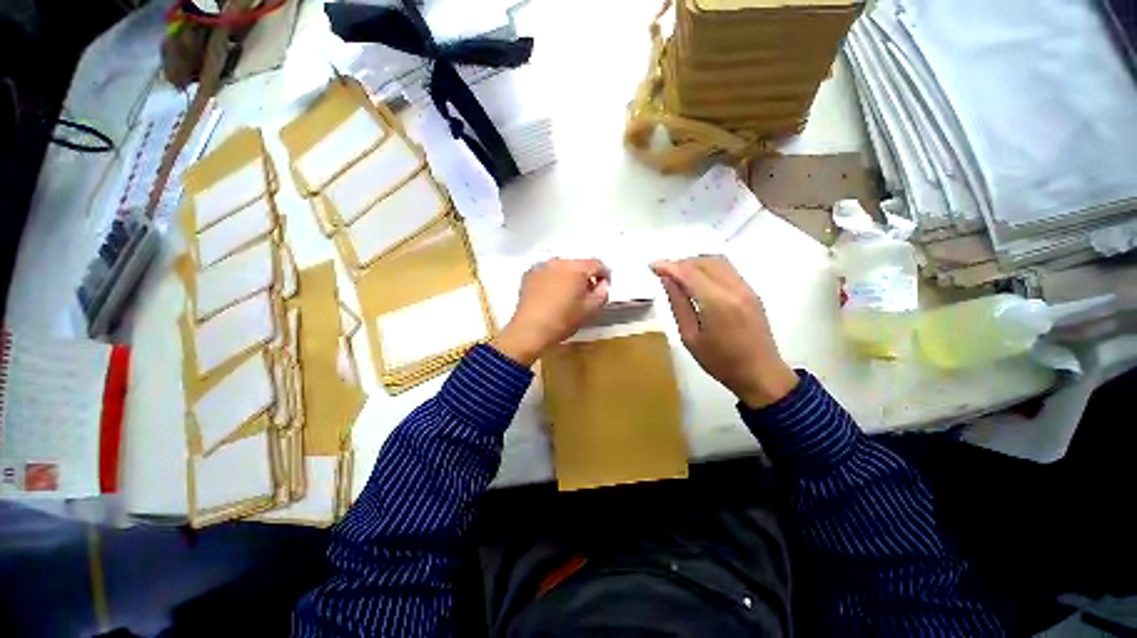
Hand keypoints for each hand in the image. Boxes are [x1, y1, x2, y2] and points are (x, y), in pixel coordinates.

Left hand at [493, 258, 609, 365]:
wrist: (530, 330)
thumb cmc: (563, 320)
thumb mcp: (589, 310)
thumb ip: (602, 293)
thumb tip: (602, 285)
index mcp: (576, 268)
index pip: (597, 264)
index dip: (604, 275)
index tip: (603, 287)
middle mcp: (558, 262)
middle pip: (578, 264)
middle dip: (584, 276)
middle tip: (586, 293)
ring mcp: (541, 267)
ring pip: (561, 267)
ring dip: (568, 277)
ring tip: (567, 294)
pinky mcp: (529, 275)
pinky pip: (547, 273)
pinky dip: (552, 280)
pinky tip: (551, 295)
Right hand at [651, 256, 797, 407]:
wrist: (761, 374)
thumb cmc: (720, 361)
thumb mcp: (690, 337)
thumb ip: (678, 304)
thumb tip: (667, 280)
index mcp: (717, 302)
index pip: (689, 272)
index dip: (669, 266)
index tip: (652, 266)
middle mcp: (734, 288)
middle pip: (704, 262)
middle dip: (681, 262)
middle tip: (663, 272)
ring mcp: (746, 288)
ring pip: (718, 261)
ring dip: (695, 263)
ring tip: (678, 274)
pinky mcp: (752, 292)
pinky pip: (727, 269)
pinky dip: (708, 267)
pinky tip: (698, 280)